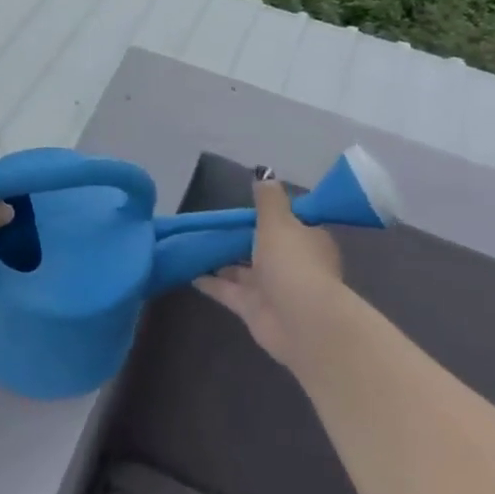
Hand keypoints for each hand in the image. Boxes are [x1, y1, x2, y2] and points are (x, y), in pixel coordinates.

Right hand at [194, 168, 345, 371]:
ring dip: (221, 261)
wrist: (300, 320)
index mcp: (307, 240)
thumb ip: (267, 200)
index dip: (269, 217)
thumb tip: (264, 173)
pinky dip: (209, 282)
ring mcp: (272, 288)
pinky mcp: (253, 308)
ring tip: (193, 246)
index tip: (244, 209)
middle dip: (241, 240)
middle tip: (211, 226)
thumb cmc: (293, 262)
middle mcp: (292, 264)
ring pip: (243, 270)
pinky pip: (227, 290)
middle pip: (263, 248)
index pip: (290, 224)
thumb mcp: (278, 221)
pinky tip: (187, 271)